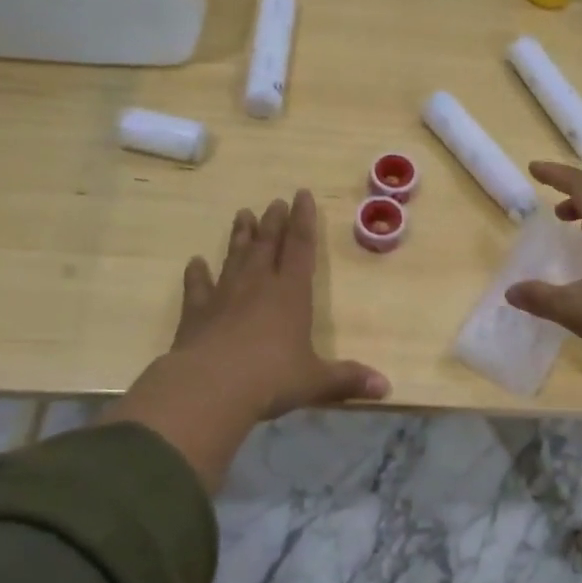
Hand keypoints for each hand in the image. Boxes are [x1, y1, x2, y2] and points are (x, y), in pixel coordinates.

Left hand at [169, 191, 389, 416]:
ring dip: (240, 236)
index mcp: (291, 294)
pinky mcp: (196, 313)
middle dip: (273, 222)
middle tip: (275, 201)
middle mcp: (258, 286)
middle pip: (267, 245)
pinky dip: (196, 274)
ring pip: (234, 257)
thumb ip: (347, 380)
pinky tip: (195, 262)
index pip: (301, 248)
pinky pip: (197, 287)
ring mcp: (224, 296)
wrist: (210, 387)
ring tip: (242, 214)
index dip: (304, 221)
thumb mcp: (315, 382)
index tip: (302, 195)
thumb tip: (386, 387)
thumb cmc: (271, 379)